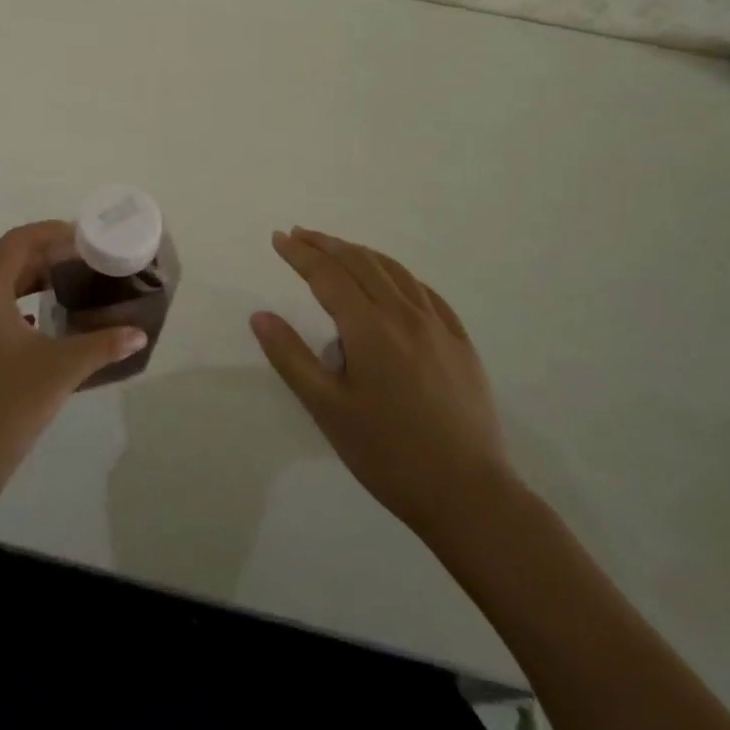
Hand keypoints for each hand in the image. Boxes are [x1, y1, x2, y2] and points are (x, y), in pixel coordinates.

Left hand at [0, 221, 146, 527]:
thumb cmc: (6, 410)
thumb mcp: (61, 371)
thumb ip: (102, 345)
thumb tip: (139, 334)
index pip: (17, 242)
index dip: (50, 233)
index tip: (79, 237)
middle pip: (0, 266)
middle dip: (39, 263)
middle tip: (76, 268)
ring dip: (18, 289)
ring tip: (54, 297)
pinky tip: (22, 334)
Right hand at [250, 228, 515, 540]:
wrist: (469, 495)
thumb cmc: (388, 454)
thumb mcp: (328, 410)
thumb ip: (291, 357)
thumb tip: (260, 315)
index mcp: (369, 327)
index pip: (327, 274)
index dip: (300, 253)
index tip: (278, 238)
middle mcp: (404, 314)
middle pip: (360, 262)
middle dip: (326, 244)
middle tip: (299, 234)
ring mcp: (438, 326)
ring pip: (394, 271)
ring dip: (360, 253)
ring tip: (338, 249)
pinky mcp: (460, 343)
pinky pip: (425, 292)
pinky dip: (398, 275)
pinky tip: (393, 282)